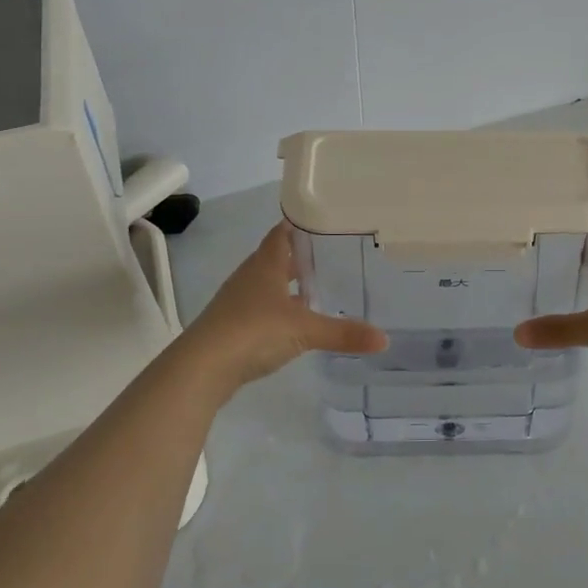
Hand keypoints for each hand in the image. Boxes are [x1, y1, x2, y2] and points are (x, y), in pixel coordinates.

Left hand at [179, 223, 387, 397]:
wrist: (202, 368)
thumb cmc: (254, 331)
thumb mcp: (305, 330)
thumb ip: (344, 333)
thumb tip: (384, 339)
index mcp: (266, 263)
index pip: (284, 232)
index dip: (302, 224)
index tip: (327, 220)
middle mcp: (251, 275)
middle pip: (278, 256)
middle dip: (303, 255)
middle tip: (335, 254)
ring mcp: (239, 300)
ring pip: (269, 283)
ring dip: (290, 283)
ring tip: (321, 286)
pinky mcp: (233, 325)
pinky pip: (262, 307)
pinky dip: (280, 308)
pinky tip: (297, 320)